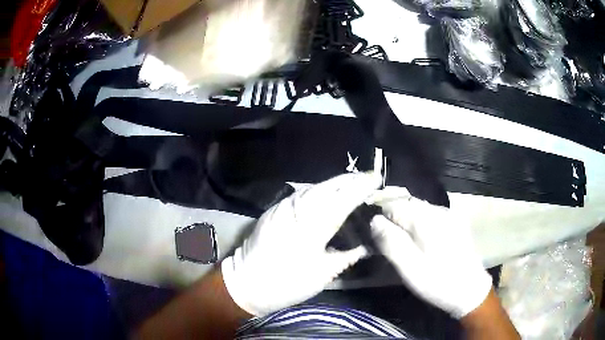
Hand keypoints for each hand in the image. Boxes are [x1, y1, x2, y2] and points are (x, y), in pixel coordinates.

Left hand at [221, 173, 380, 315]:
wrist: (246, 283)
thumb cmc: (287, 282)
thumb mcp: (323, 273)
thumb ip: (347, 257)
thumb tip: (366, 247)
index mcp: (314, 225)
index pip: (343, 199)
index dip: (361, 187)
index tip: (376, 179)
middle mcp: (298, 209)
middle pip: (329, 186)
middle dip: (350, 180)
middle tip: (368, 178)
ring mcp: (284, 207)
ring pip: (315, 187)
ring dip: (335, 183)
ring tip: (352, 183)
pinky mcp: (275, 209)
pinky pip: (302, 193)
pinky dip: (319, 190)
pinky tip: (327, 194)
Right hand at [369, 188, 491, 318]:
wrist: (470, 290)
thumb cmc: (437, 281)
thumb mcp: (409, 267)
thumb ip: (390, 242)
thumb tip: (374, 220)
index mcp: (427, 218)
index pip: (394, 205)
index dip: (382, 219)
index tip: (376, 237)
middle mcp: (438, 210)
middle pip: (407, 205)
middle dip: (394, 221)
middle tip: (389, 245)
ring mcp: (449, 215)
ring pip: (418, 211)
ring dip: (406, 223)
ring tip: (404, 246)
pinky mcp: (454, 223)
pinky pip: (430, 217)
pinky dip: (419, 226)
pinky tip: (420, 244)